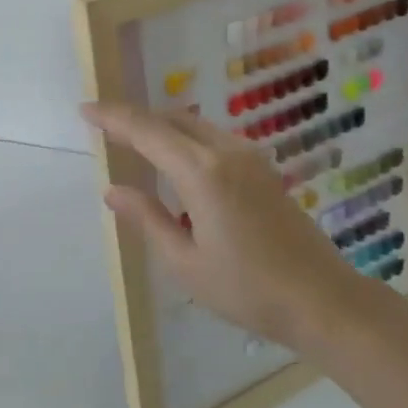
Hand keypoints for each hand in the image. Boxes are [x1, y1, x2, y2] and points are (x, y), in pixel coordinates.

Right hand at [81, 102, 359, 348]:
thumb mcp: (185, 262)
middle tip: (104, 127)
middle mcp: (225, 151)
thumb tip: (113, 189)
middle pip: (171, 118)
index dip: (113, 117)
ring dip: (162, 126)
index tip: (85, 109)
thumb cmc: (247, 289)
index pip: (147, 131)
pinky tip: (176, 162)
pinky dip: (185, 138)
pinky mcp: (263, 168)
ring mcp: (249, 156)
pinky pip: (213, 138)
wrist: (322, 299)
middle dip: (135, 118)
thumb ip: (146, 219)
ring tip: (134, 143)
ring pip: (194, 124)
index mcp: (202, 172)